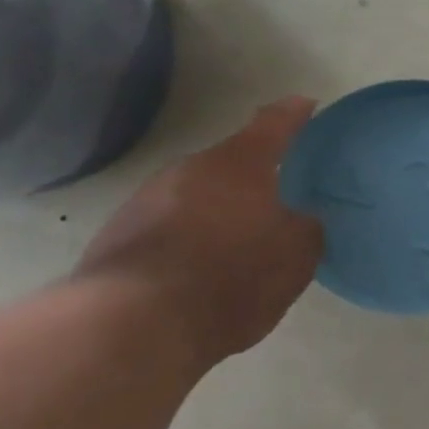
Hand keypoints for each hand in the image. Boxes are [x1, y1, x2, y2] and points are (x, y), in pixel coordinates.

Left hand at [74, 98, 325, 367]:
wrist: (135, 324)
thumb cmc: (233, 277)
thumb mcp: (296, 255)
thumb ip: (306, 227)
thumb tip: (300, 218)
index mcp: (238, 164)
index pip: (274, 124)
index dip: (294, 114)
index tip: (307, 105)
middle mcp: (189, 170)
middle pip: (231, 162)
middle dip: (256, 175)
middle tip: (283, 194)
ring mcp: (147, 200)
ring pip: (198, 193)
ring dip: (221, 207)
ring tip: (245, 236)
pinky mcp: (120, 235)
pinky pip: (172, 224)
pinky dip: (194, 235)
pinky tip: (207, 265)